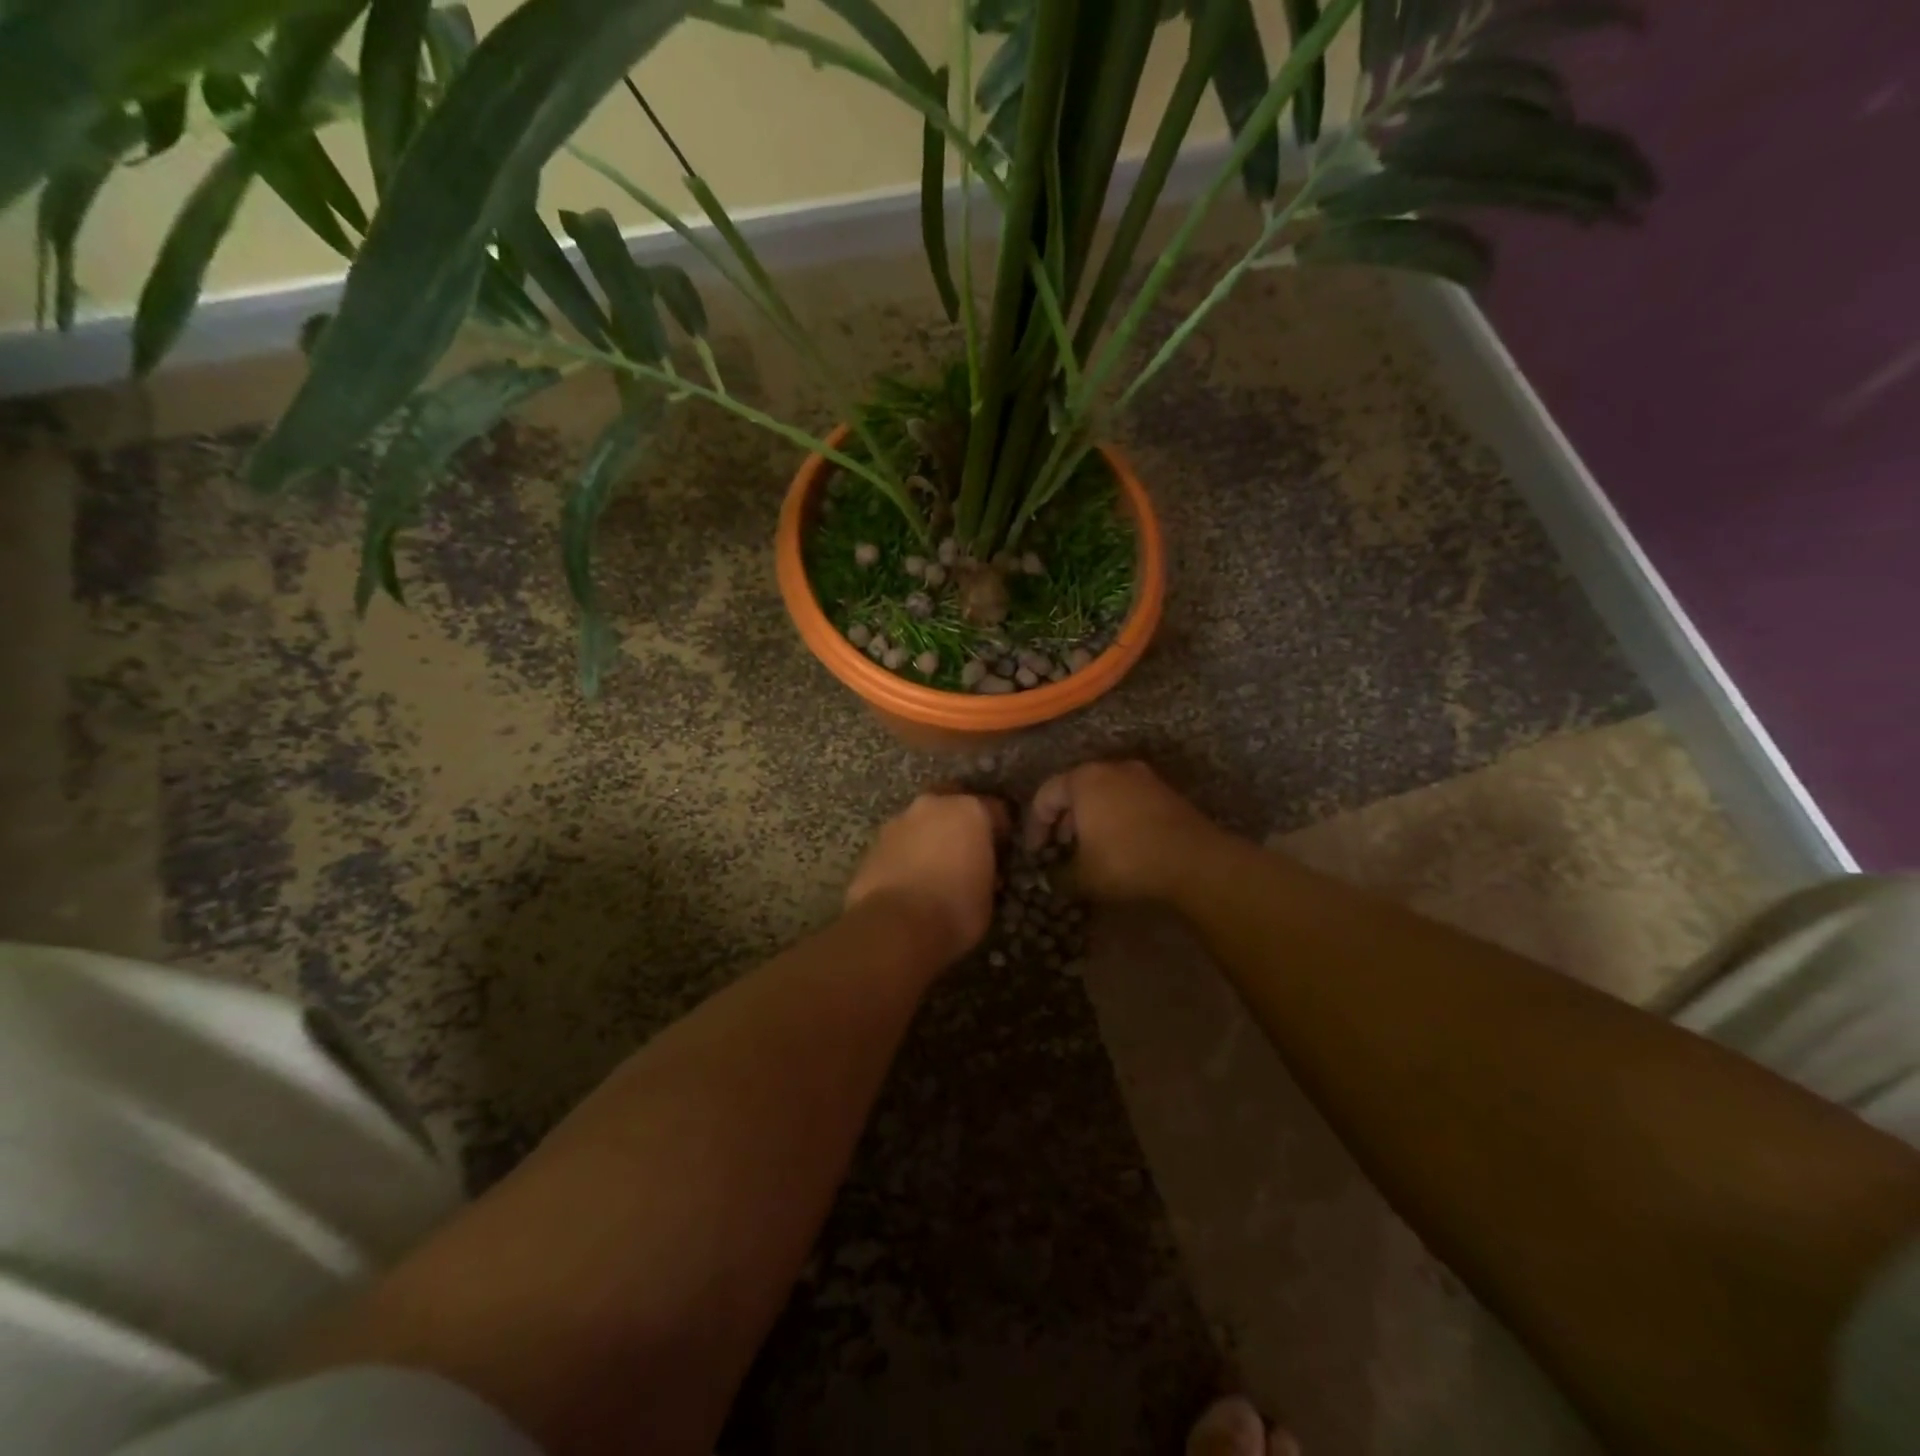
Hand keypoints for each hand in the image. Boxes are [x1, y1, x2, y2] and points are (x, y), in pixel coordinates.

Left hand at [845, 791, 1007, 963]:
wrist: (895, 926)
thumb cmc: (954, 909)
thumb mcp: (988, 895)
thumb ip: (985, 872)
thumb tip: (978, 873)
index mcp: (969, 811)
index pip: (995, 809)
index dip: (999, 831)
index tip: (999, 852)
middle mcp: (933, 806)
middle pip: (952, 803)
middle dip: (958, 822)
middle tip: (965, 851)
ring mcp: (898, 822)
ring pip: (920, 822)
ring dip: (928, 837)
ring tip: (933, 869)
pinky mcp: (873, 844)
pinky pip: (898, 844)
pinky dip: (905, 855)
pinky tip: (908, 882)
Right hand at [1026, 761, 1225, 902]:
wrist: (1195, 861)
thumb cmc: (1127, 861)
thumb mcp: (1083, 877)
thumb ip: (1059, 875)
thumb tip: (1051, 878)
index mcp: (1083, 779)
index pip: (1045, 796)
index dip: (1035, 826)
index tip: (1035, 854)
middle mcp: (1111, 768)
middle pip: (1075, 789)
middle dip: (1064, 819)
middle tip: (1060, 847)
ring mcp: (1143, 777)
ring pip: (1104, 793)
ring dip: (1091, 818)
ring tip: (1090, 848)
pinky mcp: (1166, 792)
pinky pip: (1128, 800)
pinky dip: (1116, 817)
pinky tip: (1120, 845)